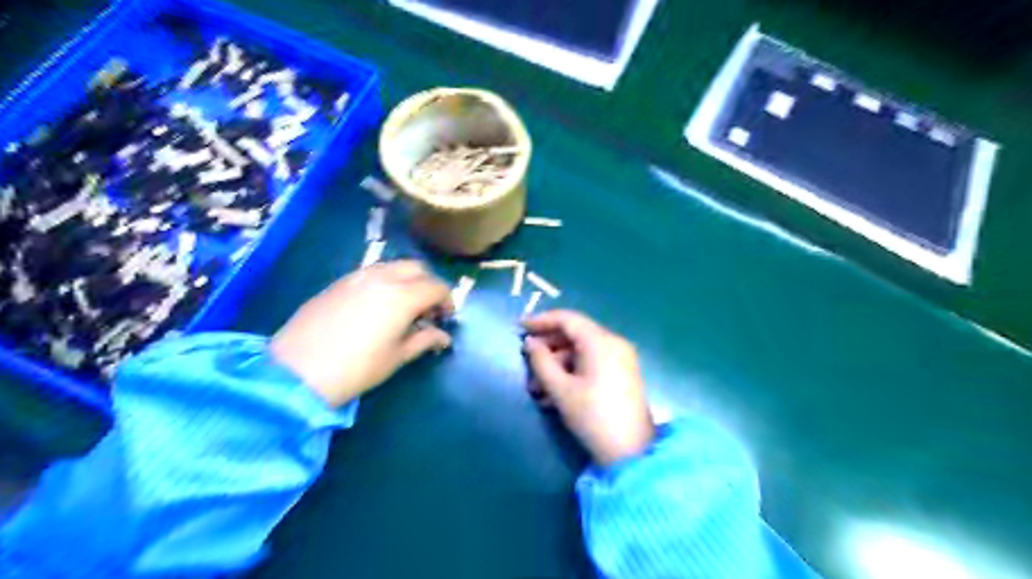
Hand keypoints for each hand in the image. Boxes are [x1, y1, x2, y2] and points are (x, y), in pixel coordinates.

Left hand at [271, 259, 452, 407]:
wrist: (296, 371)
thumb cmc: (356, 368)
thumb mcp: (396, 357)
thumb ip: (424, 340)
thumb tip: (443, 336)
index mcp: (402, 296)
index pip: (436, 287)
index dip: (447, 301)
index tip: (445, 318)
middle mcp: (382, 278)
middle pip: (417, 268)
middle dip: (428, 285)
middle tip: (427, 310)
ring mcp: (357, 276)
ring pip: (393, 266)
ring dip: (407, 280)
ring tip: (403, 307)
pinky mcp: (339, 282)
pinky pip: (372, 273)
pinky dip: (385, 282)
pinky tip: (377, 306)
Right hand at [525, 310, 651, 467]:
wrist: (631, 452)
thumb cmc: (592, 416)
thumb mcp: (560, 389)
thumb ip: (541, 361)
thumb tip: (531, 343)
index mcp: (601, 342)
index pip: (567, 319)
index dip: (541, 320)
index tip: (520, 328)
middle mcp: (614, 343)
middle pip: (575, 334)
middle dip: (548, 348)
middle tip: (526, 362)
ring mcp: (621, 359)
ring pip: (582, 352)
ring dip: (557, 365)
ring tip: (537, 389)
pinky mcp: (622, 374)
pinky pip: (592, 364)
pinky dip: (572, 372)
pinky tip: (554, 395)